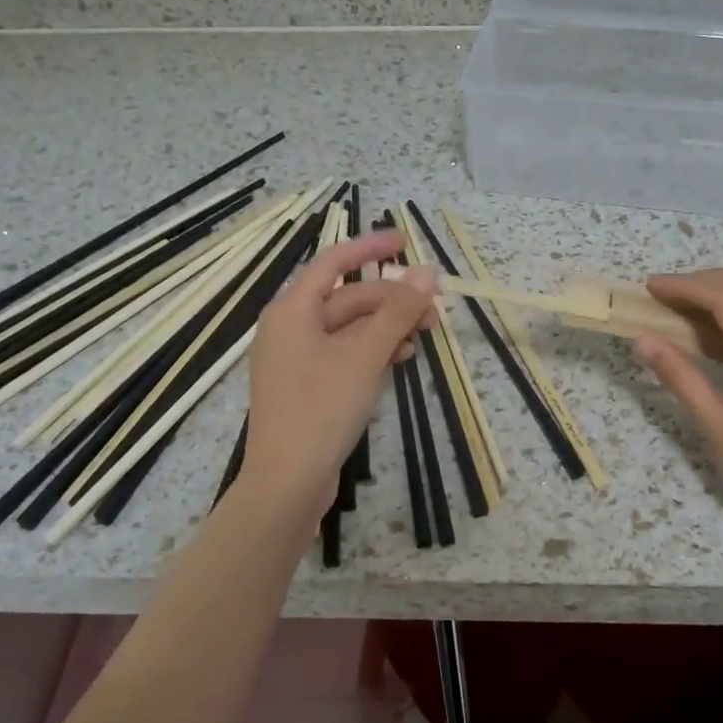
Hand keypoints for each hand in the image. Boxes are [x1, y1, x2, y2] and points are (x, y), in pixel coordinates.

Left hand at [238, 229, 435, 524]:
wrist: (288, 481)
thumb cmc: (321, 409)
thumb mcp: (364, 355)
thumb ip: (397, 312)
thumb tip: (426, 274)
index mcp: (292, 310)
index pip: (334, 262)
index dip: (370, 248)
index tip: (407, 241)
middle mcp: (290, 329)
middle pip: (347, 299)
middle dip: (391, 300)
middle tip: (434, 311)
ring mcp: (297, 361)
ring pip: (349, 329)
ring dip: (386, 328)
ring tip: (424, 337)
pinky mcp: (308, 388)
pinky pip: (344, 355)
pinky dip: (372, 352)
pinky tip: (400, 359)